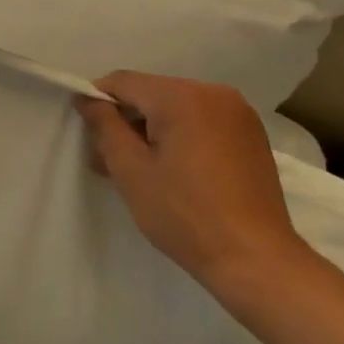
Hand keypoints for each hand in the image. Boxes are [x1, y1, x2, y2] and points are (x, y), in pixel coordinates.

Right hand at [77, 71, 313, 299]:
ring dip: (153, 130)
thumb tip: (87, 98)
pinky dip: (181, 136)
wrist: (257, 261)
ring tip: (142, 171)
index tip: (90, 137)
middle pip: (151, 93)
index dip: (98, 103)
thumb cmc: (185, 215)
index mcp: (182, 96)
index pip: (123, 82)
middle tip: (109, 162)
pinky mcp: (251, 134)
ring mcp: (237, 112)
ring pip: (176, 107)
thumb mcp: (131, 170)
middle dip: (127, 121)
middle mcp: (213, 92)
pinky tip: (176, 172)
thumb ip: (104, 126)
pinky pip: (201, 120)